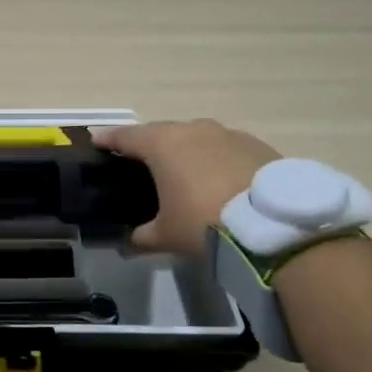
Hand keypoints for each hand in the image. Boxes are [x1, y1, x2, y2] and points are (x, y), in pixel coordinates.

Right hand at [93, 118, 281, 257]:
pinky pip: (225, 148)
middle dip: (149, 145)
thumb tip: (129, 242)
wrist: (273, 224)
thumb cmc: (204, 223)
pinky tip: (220, 180)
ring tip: (185, 172)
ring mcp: (227, 134)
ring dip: (187, 150)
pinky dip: (216, 159)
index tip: (97, 142)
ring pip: (196, 137)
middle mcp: (192, 130)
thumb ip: (142, 236)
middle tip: (142, 162)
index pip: (125, 136)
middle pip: (161, 132)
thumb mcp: (166, 235)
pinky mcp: (256, 145)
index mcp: (162, 144)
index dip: (109, 140)